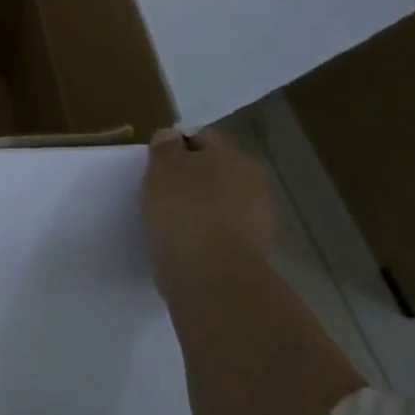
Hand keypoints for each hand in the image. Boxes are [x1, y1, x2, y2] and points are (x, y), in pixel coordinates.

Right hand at [141, 126, 273, 292]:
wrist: (212, 277)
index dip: (177, 147)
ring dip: (201, 207)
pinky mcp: (253, 254)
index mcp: (234, 155)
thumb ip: (166, 147)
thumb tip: (173, 137)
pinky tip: (186, 243)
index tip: (156, 164)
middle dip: (193, 178)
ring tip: (171, 220)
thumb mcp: (161, 168)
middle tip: (162, 191)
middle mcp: (254, 182)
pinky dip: (207, 234)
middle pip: (215, 170)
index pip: (202, 139)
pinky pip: (222, 232)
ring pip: (220, 203)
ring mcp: (258, 220)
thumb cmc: (183, 210)